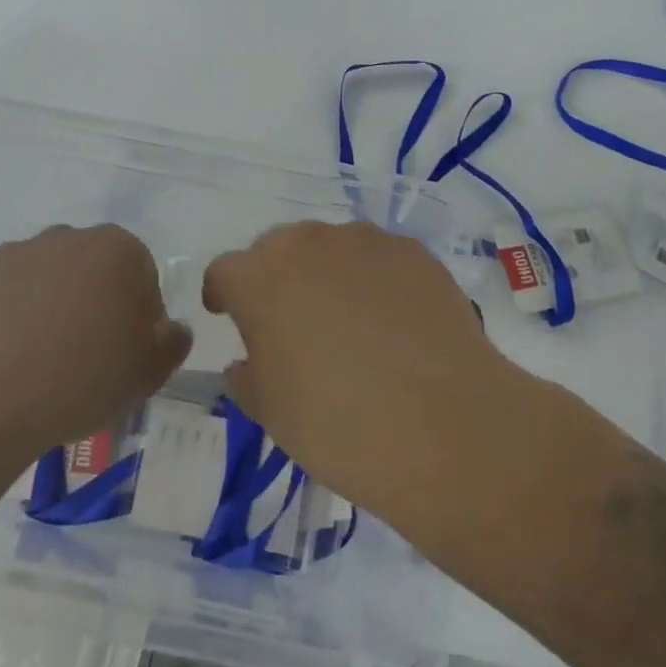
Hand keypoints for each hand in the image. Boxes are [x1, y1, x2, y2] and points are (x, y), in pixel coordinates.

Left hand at [0, 224, 191, 460]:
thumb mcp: (148, 374)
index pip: (143, 277)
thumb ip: (172, 344)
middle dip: (95, 307)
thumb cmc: (80, 379)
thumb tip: (171, 330)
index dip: (138, 320)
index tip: (122, 358)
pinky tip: (5, 365)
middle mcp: (69, 236)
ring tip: (40, 368)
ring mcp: (17, 254)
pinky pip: (7, 298)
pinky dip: (11, 322)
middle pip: (94, 272)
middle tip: (85, 362)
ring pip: (50, 282)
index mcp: (119, 248)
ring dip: (52, 311)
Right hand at [202, 221, 518, 517]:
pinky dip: (374, 279)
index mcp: (259, 278)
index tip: (228, 314)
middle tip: (291, 320)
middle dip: (275, 277)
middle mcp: (306, 243)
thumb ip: (248, 377)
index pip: (224, 271)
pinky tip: (395, 321)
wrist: (442, 424)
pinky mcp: (411, 250)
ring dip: (327, 273)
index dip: (223, 293)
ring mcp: (363, 240)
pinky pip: (378, 258)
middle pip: (277, 248)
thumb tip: (247, 361)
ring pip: (330, 247)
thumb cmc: (337, 425)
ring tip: (349, 320)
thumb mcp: (271, 414)